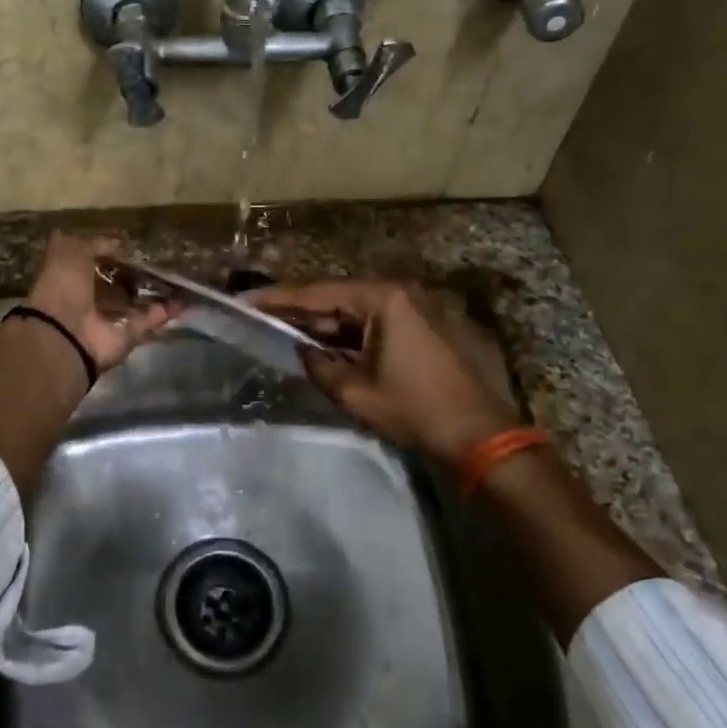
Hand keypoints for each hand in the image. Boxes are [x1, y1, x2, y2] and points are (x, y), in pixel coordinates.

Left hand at [22, 232, 173, 373]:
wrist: (64, 334)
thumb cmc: (62, 287)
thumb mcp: (69, 252)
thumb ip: (93, 245)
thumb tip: (116, 244)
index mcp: (70, 279)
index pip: (92, 264)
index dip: (109, 255)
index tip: (131, 247)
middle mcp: (87, 300)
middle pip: (115, 287)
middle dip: (135, 277)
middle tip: (160, 263)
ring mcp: (107, 321)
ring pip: (133, 305)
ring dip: (154, 295)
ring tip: (177, 281)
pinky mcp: (125, 338)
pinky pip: (146, 322)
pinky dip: (162, 313)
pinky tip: (181, 301)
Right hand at [248, 279, 520, 463]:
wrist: (480, 434)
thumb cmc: (415, 409)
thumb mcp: (355, 391)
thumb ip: (319, 366)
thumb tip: (302, 351)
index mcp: (383, 298)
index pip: (317, 293)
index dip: (278, 298)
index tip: (246, 300)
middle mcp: (399, 292)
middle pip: (335, 296)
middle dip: (298, 309)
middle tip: (260, 314)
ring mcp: (413, 308)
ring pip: (354, 310)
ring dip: (323, 323)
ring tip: (283, 328)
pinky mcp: (421, 327)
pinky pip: (373, 322)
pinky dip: (348, 333)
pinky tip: (323, 343)